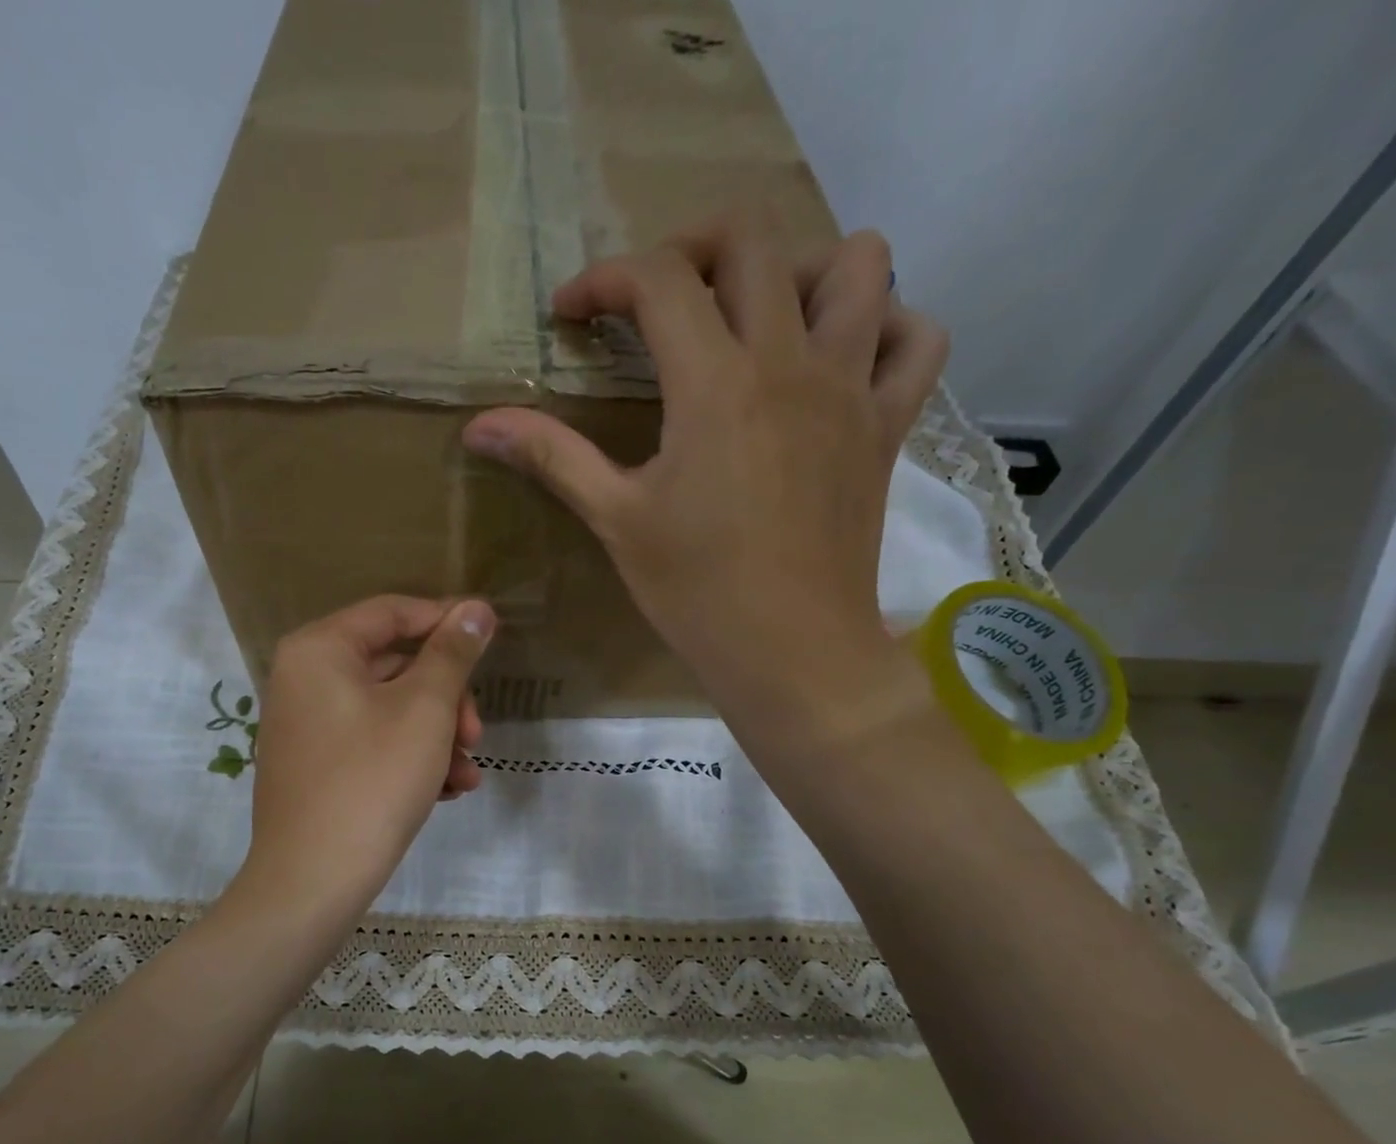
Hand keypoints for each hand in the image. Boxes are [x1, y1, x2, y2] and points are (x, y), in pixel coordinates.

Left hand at [237, 595, 495, 922]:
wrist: (313, 881)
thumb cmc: (372, 780)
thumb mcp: (425, 710)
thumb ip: (453, 653)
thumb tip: (476, 608)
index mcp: (320, 650)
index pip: (393, 612)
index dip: (447, 621)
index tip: (491, 640)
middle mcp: (304, 678)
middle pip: (394, 666)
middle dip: (446, 699)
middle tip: (476, 734)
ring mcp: (306, 725)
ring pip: (389, 710)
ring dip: (437, 736)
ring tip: (467, 775)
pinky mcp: (314, 766)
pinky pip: (371, 743)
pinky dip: (410, 758)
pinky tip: (446, 791)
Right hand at [461, 215, 947, 743]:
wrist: (791, 652)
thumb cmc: (696, 592)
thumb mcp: (616, 520)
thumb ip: (552, 456)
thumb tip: (477, 424)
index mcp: (715, 383)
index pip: (657, 280)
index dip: (604, 281)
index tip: (573, 316)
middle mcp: (790, 361)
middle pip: (751, 240)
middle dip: (690, 248)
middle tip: (656, 300)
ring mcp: (851, 388)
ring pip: (857, 264)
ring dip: (801, 268)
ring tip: (759, 317)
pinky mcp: (886, 425)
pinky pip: (918, 339)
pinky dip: (887, 326)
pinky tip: (844, 357)